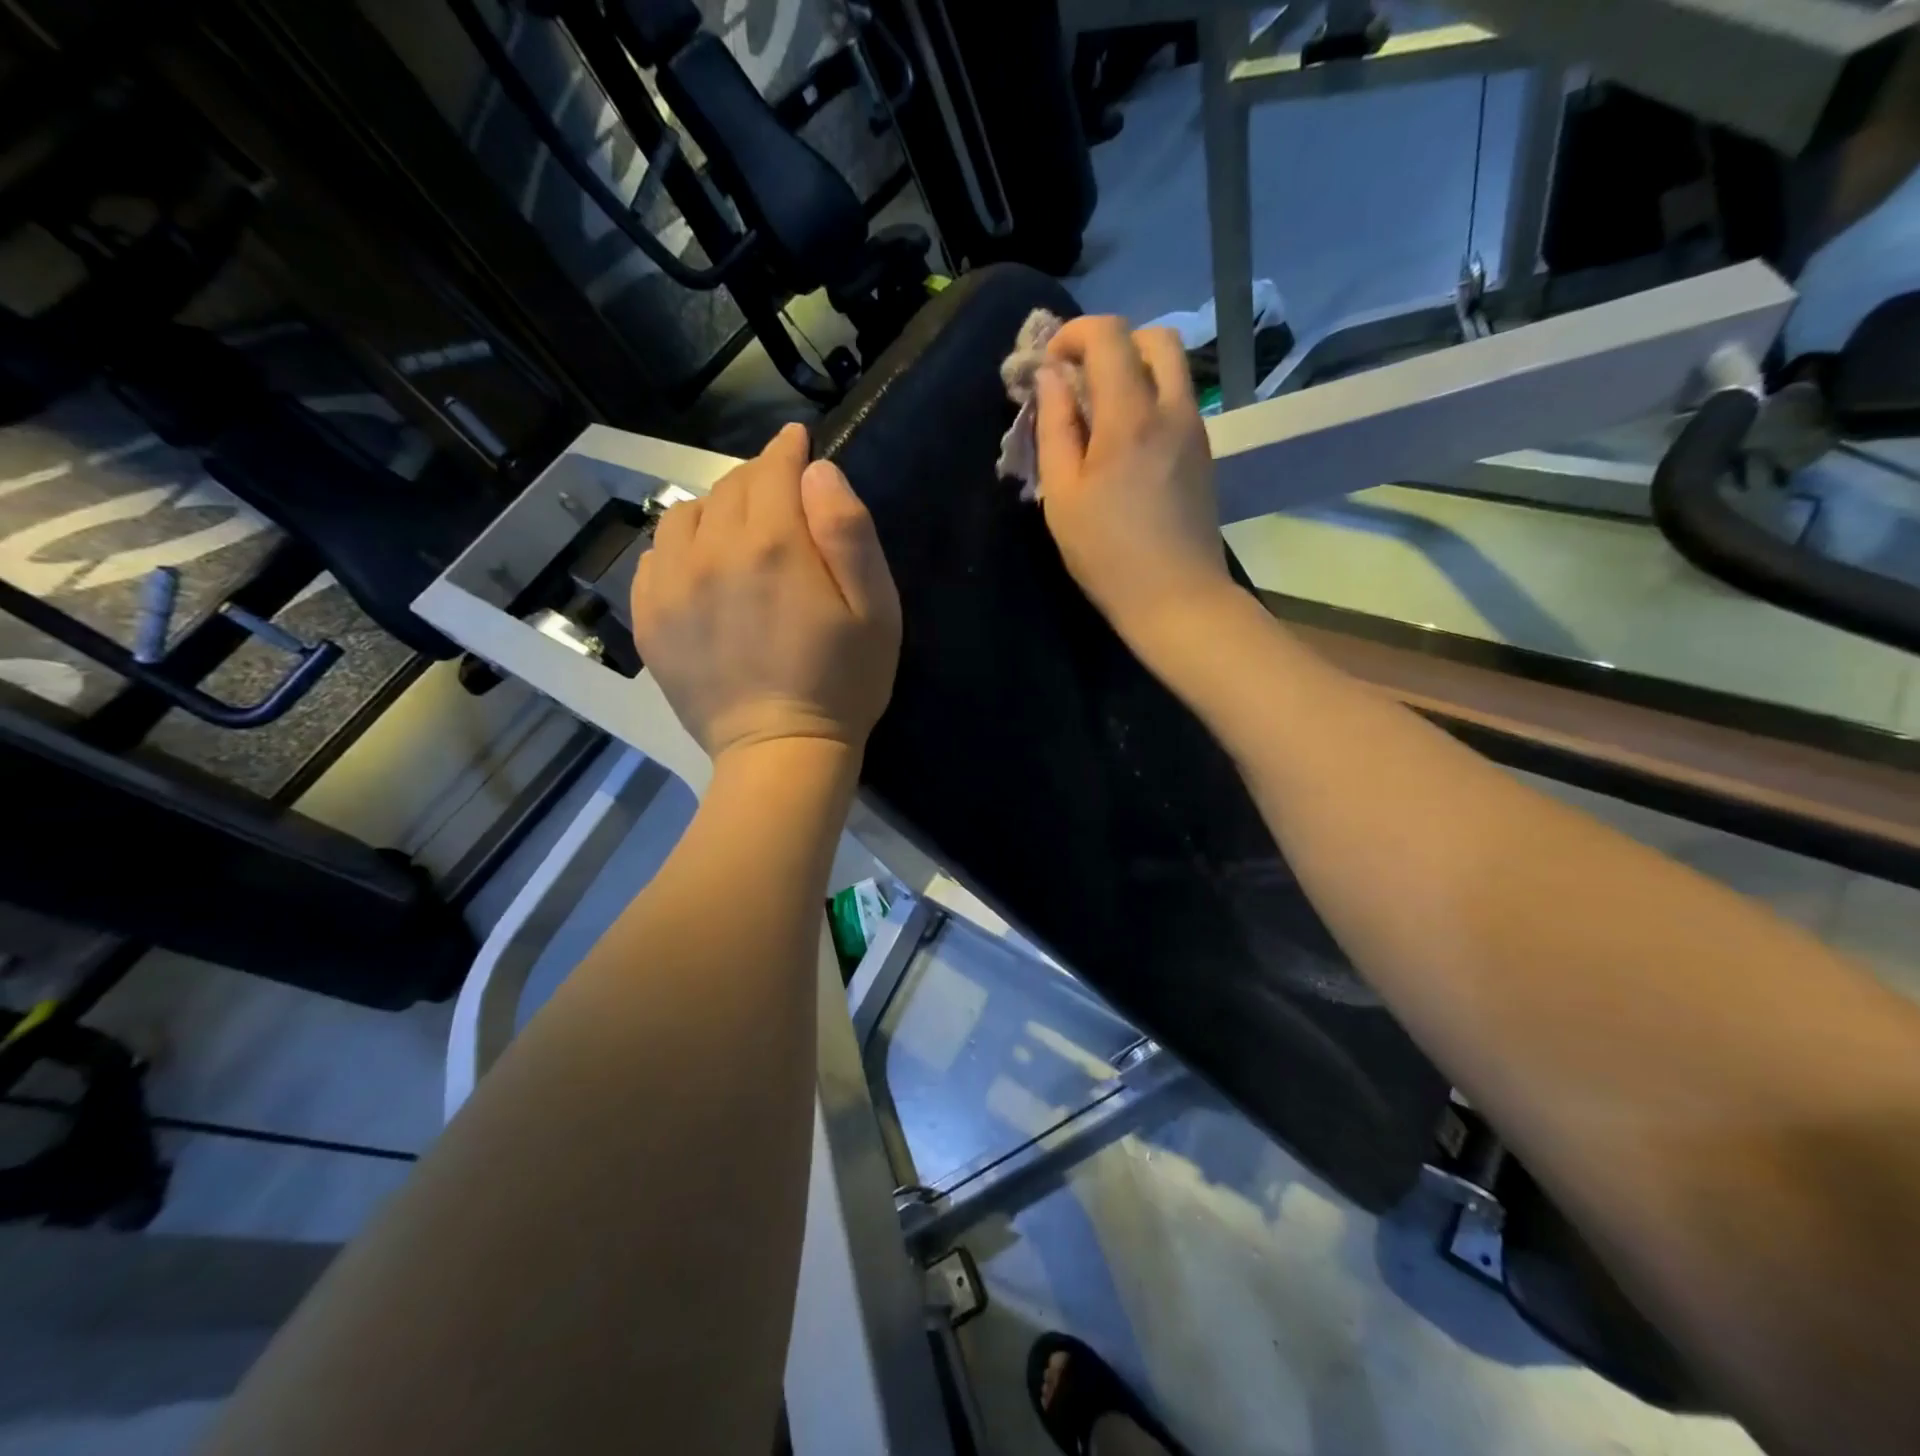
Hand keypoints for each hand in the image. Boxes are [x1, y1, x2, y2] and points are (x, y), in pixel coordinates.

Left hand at [631, 423, 900, 761]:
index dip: (788, 450)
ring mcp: (672, 586)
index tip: (797, 442)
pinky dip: (680, 547)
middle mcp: (712, 552)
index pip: (773, 469)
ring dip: (715, 510)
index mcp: (774, 544)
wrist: (781, 751)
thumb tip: (818, 471)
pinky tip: (702, 568)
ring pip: (686, 515)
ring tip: (738, 533)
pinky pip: (654, 556)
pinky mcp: (650, 620)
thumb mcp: (877, 609)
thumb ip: (850, 531)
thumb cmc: (844, 683)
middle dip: (758, 480)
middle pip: (729, 488)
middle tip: (781, 496)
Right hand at [1035, 317, 1234, 650]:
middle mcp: (1172, 409)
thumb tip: (1052, 377)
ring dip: (1133, 371)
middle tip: (1079, 382)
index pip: (1109, 335)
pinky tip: (1124, 444)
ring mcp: (1195, 430)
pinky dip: (1149, 399)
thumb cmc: (1107, 554)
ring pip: (1172, 369)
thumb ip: (1055, 427)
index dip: (1073, 335)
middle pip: (1153, 338)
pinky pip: (1178, 401)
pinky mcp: (1203, 454)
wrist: (1177, 598)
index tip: (1049, 366)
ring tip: (1098, 414)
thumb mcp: (1062, 495)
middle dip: (1111, 344)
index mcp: (1130, 415)